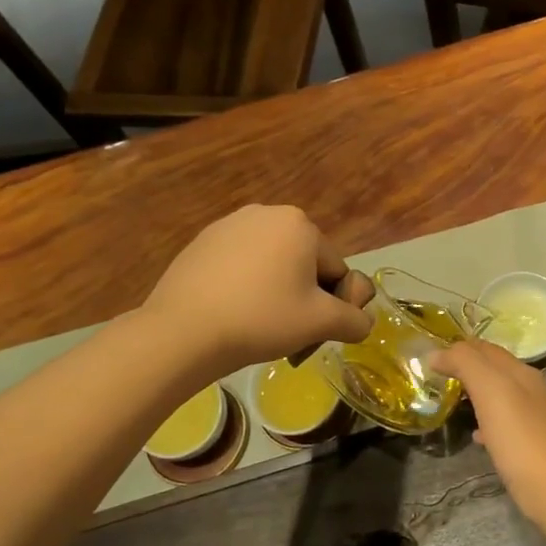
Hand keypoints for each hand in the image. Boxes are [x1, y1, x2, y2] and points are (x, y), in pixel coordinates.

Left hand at [145, 206, 372, 372]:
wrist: (183, 330)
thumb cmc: (262, 319)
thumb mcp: (322, 323)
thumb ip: (355, 320)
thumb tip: (362, 321)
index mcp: (300, 224)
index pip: (336, 270)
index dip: (334, 305)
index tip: (315, 333)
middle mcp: (266, 212)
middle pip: (304, 263)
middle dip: (304, 296)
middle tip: (288, 332)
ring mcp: (229, 225)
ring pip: (271, 264)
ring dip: (275, 292)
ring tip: (258, 325)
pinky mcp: (201, 243)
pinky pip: (240, 266)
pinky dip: (245, 287)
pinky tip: (232, 313)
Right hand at [432, 340, 545, 520]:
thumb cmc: (522, 439)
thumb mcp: (491, 391)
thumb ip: (466, 364)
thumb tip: (437, 353)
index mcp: (521, 372)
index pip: (484, 348)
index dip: (457, 348)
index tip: (428, 357)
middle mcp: (531, 390)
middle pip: (493, 370)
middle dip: (465, 369)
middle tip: (434, 378)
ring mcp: (534, 419)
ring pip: (498, 397)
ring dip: (474, 395)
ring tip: (450, 402)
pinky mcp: (532, 446)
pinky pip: (504, 425)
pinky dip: (486, 423)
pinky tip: (476, 437)